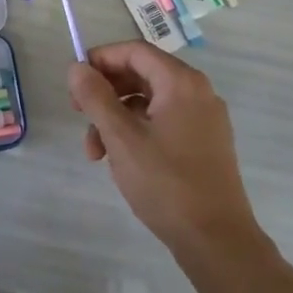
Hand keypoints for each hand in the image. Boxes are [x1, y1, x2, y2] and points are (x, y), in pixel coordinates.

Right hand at [68, 41, 261, 261]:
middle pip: (141, 75)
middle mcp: (197, 93)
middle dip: (105, 93)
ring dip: (116, 118)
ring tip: (95, 152)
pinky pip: (163, 122)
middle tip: (78, 114)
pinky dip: (137, 131)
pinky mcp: (204, 144)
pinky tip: (120, 159)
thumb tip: (77, 68)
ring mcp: (204, 119)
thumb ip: (95, 97)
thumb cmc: (166, 182)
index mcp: (181, 83)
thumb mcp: (121, 137)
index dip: (100, 59)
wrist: (217, 241)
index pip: (134, 52)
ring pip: (149, 102)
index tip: (74, 82)